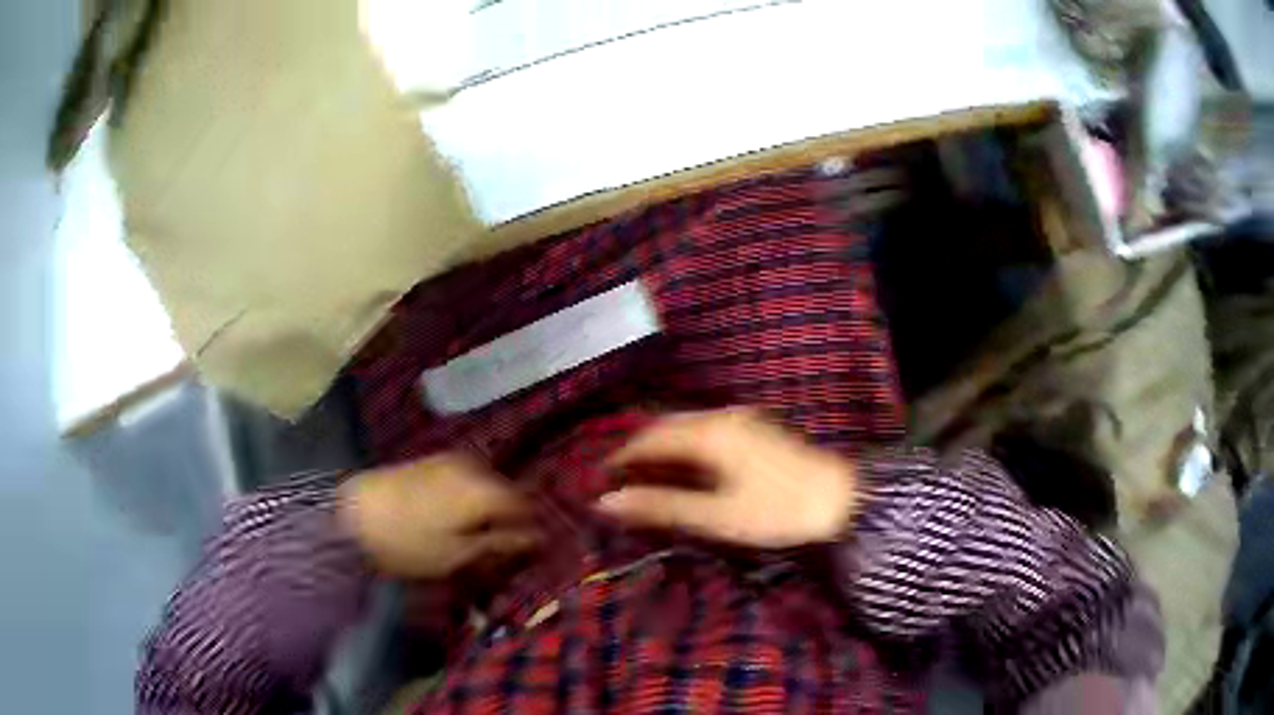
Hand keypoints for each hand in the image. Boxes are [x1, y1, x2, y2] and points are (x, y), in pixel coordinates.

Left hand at [339, 453, 540, 577]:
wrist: (353, 514)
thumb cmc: (409, 543)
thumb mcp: (457, 554)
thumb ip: (499, 543)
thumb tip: (536, 538)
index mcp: (484, 491)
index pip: (526, 505)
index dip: (532, 527)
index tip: (531, 550)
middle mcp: (473, 467)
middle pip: (507, 492)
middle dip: (509, 516)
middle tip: (502, 546)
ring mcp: (450, 460)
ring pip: (486, 483)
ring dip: (489, 506)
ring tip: (478, 533)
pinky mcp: (431, 461)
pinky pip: (466, 477)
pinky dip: (470, 496)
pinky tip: (457, 515)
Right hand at [596, 408, 857, 547]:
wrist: (843, 499)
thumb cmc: (778, 510)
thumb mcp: (716, 515)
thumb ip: (662, 506)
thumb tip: (607, 503)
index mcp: (709, 433)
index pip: (648, 439)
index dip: (620, 458)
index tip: (599, 480)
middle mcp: (722, 417)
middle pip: (666, 426)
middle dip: (639, 449)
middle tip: (619, 479)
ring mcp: (742, 420)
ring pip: (687, 426)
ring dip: (662, 447)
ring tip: (645, 476)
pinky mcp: (757, 429)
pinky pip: (706, 430)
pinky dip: (685, 447)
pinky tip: (686, 468)